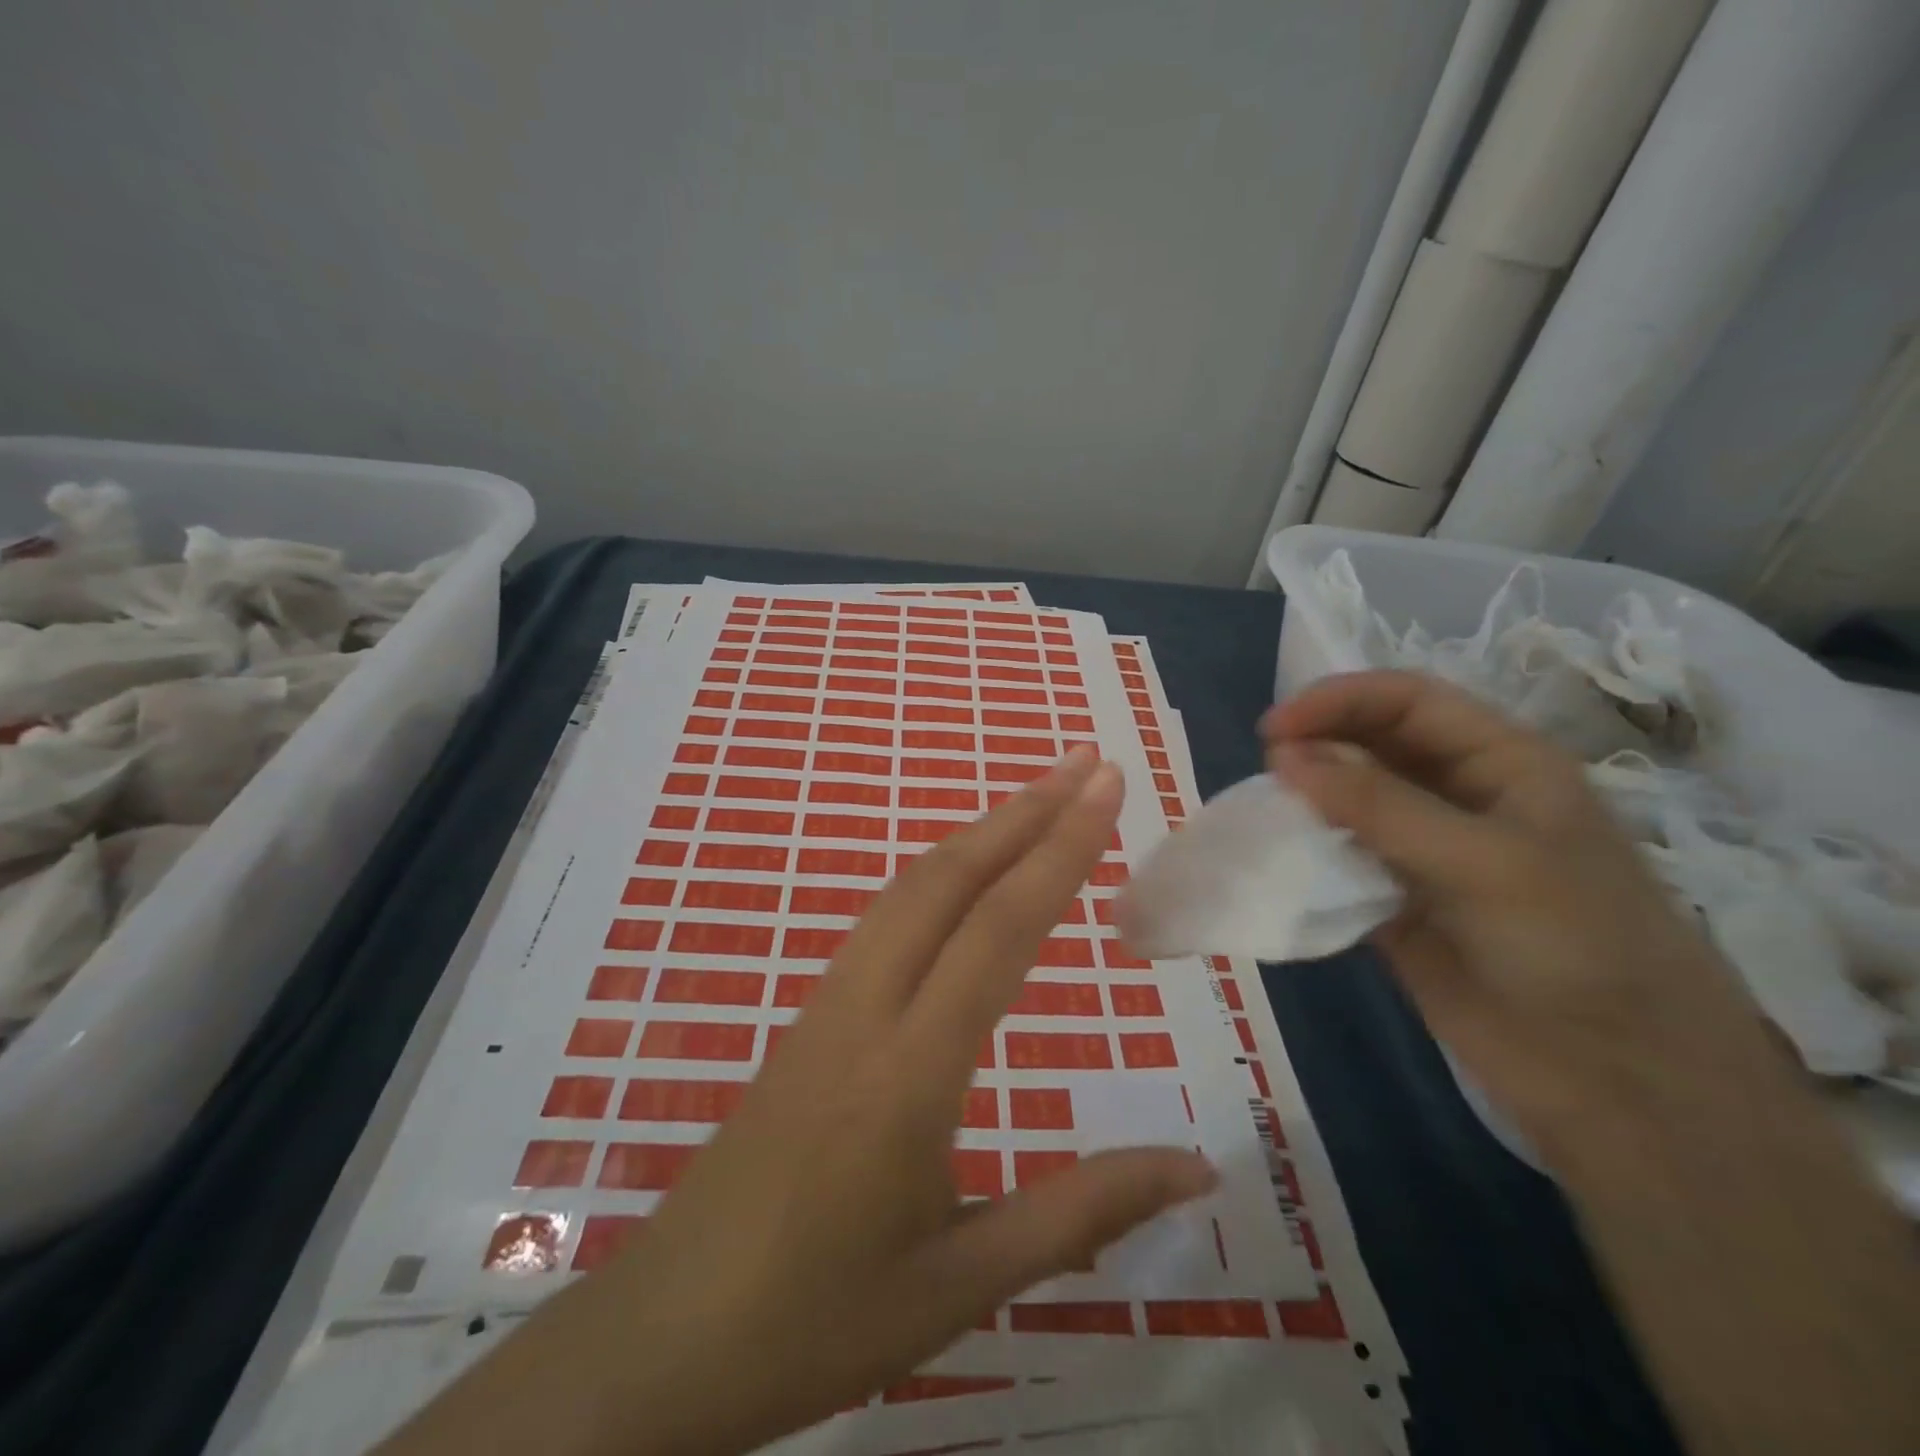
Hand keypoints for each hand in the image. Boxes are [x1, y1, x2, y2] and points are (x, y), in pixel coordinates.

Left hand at [382, 748, 1214, 1455]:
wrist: (662, 1337)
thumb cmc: (816, 1319)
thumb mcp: (963, 1282)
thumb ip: (1082, 1214)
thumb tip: (1196, 1169)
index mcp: (909, 1071)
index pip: (998, 930)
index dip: (1060, 850)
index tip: (1106, 788)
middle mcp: (864, 1009)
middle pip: (947, 879)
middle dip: (1021, 811)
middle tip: (1084, 765)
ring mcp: (826, 1004)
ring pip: (908, 890)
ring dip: (977, 834)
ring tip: (1037, 802)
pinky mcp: (808, 1016)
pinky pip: (882, 921)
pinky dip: (938, 875)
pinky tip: (963, 880)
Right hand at [1260, 670, 1777, 1160]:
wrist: (1614, 1079)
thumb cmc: (1574, 945)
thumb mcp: (1484, 861)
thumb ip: (1380, 805)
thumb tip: (1284, 755)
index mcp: (1502, 763)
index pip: (1408, 702)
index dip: (1339, 701)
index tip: (1273, 730)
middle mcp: (1460, 796)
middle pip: (1373, 744)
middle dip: (1318, 745)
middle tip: (1266, 770)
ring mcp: (1425, 850)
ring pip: (1350, 802)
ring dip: (1307, 800)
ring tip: (1267, 814)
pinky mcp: (1396, 901)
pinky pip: (1341, 860)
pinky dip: (1308, 854)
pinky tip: (1281, 861)